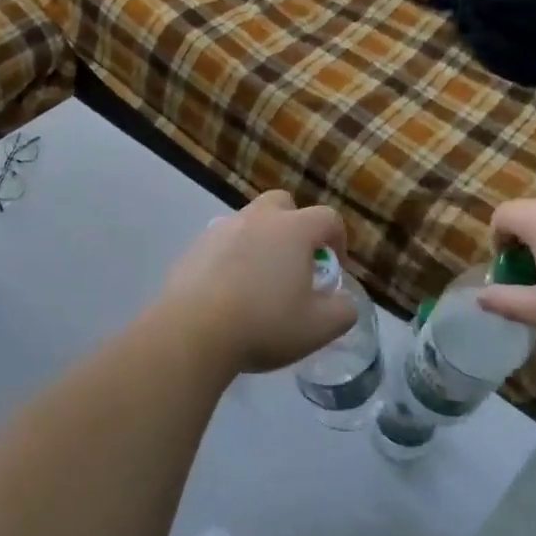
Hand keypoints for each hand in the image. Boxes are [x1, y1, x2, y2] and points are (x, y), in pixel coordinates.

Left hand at [157, 192, 356, 373]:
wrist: (192, 331)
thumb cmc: (264, 324)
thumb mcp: (319, 327)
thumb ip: (343, 310)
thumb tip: (342, 299)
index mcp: (293, 229)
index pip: (327, 218)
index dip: (337, 239)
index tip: (334, 266)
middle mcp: (258, 219)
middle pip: (282, 204)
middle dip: (294, 225)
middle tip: (295, 262)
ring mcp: (221, 229)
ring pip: (249, 222)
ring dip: (260, 241)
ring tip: (259, 280)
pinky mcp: (194, 248)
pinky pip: (222, 243)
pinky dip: (231, 257)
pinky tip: (227, 291)